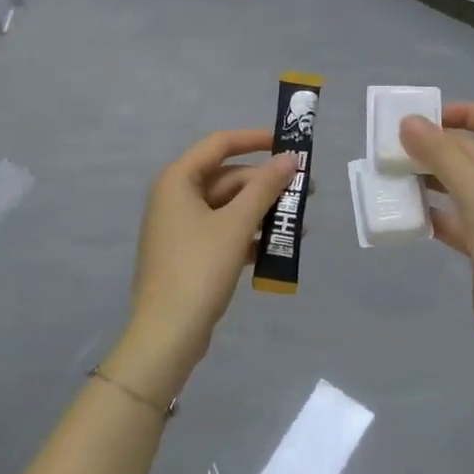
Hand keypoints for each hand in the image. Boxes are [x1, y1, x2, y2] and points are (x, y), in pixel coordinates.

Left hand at [109, 129, 298, 403]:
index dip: (255, 139)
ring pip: (229, 207)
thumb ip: (265, 188)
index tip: (288, 143)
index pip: (219, 144)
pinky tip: (279, 247)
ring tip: (301, 223)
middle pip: (228, 178)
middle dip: (267, 184)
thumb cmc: (199, 270)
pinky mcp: (189, 254)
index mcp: (178, 180)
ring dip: (263, 211)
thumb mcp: (237, 225)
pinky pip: (224, 232)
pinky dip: (250, 234)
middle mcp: (175, 196)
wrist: (167, 335)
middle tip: (307, 191)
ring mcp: (181, 227)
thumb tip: (290, 159)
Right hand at [399, 104, 473, 349]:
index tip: (427, 117)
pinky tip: (406, 213)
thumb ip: (442, 154)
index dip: (466, 112)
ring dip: (430, 179)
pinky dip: (433, 213)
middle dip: (437, 149)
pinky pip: (455, 219)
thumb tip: (408, 121)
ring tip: (393, 176)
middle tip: (394, 147)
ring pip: (461, 187)